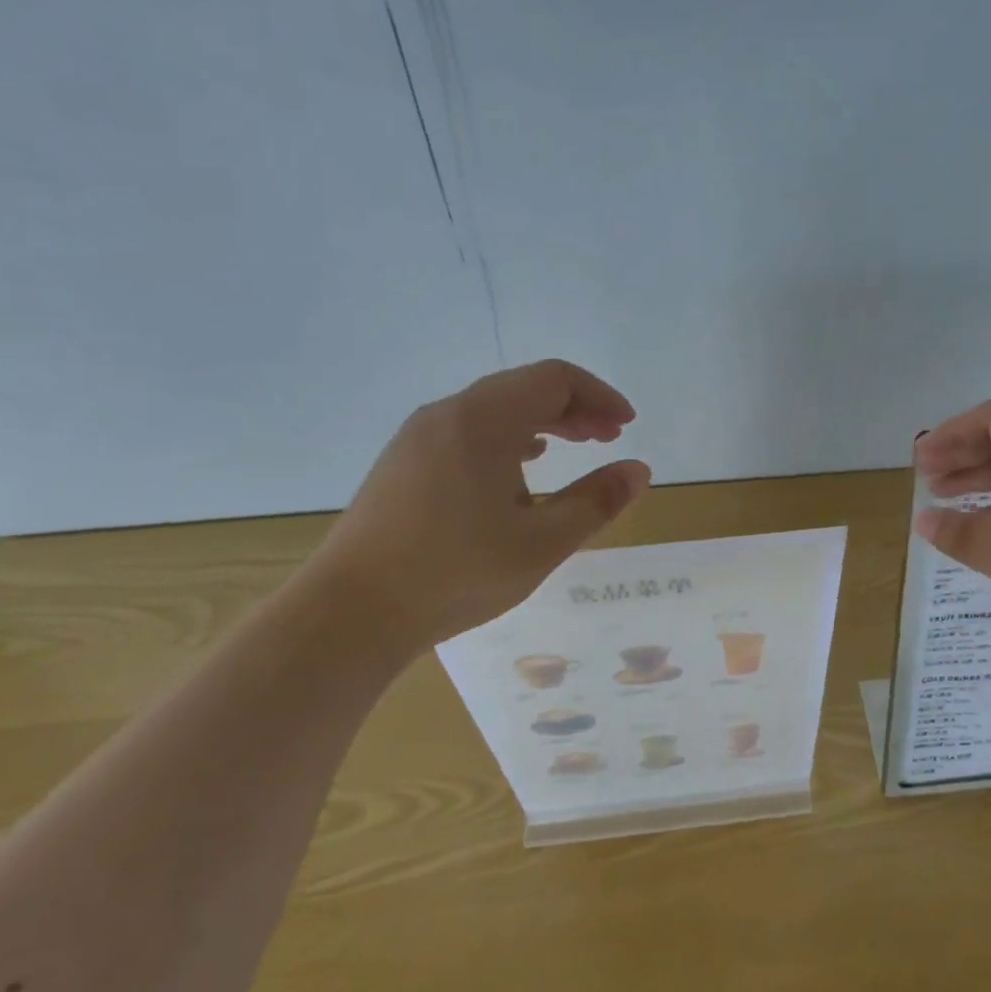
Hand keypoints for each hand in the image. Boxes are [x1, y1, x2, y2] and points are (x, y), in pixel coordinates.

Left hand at [302, 360, 649, 657]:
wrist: (351, 613)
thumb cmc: (456, 573)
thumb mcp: (542, 542)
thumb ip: (596, 502)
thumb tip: (639, 471)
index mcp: (482, 420)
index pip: (554, 378)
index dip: (599, 395)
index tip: (626, 427)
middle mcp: (447, 414)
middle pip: (523, 387)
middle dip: (574, 407)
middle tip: (609, 437)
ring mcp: (418, 438)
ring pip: (494, 409)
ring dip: (542, 422)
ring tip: (574, 448)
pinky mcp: (403, 464)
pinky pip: (467, 431)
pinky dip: (508, 438)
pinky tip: (520, 470)